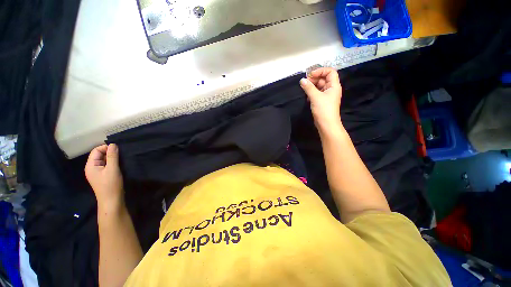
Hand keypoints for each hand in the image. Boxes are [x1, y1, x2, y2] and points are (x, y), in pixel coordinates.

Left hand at [85, 144, 124, 211]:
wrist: (112, 201)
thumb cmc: (111, 185)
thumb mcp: (113, 169)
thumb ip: (112, 156)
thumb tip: (113, 144)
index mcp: (90, 165)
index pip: (96, 151)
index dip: (106, 148)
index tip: (118, 150)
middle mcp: (92, 168)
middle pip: (99, 155)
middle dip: (109, 153)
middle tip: (121, 155)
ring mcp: (97, 172)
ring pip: (104, 160)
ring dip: (112, 158)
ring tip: (121, 160)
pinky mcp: (103, 176)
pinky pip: (106, 165)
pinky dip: (112, 163)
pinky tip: (119, 165)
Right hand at [300, 67, 341, 129]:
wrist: (326, 124)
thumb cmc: (323, 109)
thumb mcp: (315, 97)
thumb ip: (308, 87)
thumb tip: (302, 80)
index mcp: (334, 85)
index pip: (330, 72)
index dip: (321, 71)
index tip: (310, 75)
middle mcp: (331, 89)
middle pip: (324, 78)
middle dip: (314, 79)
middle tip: (305, 82)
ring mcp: (327, 95)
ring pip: (319, 86)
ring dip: (312, 86)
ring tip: (304, 89)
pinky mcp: (322, 101)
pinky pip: (317, 93)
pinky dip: (312, 93)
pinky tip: (307, 96)